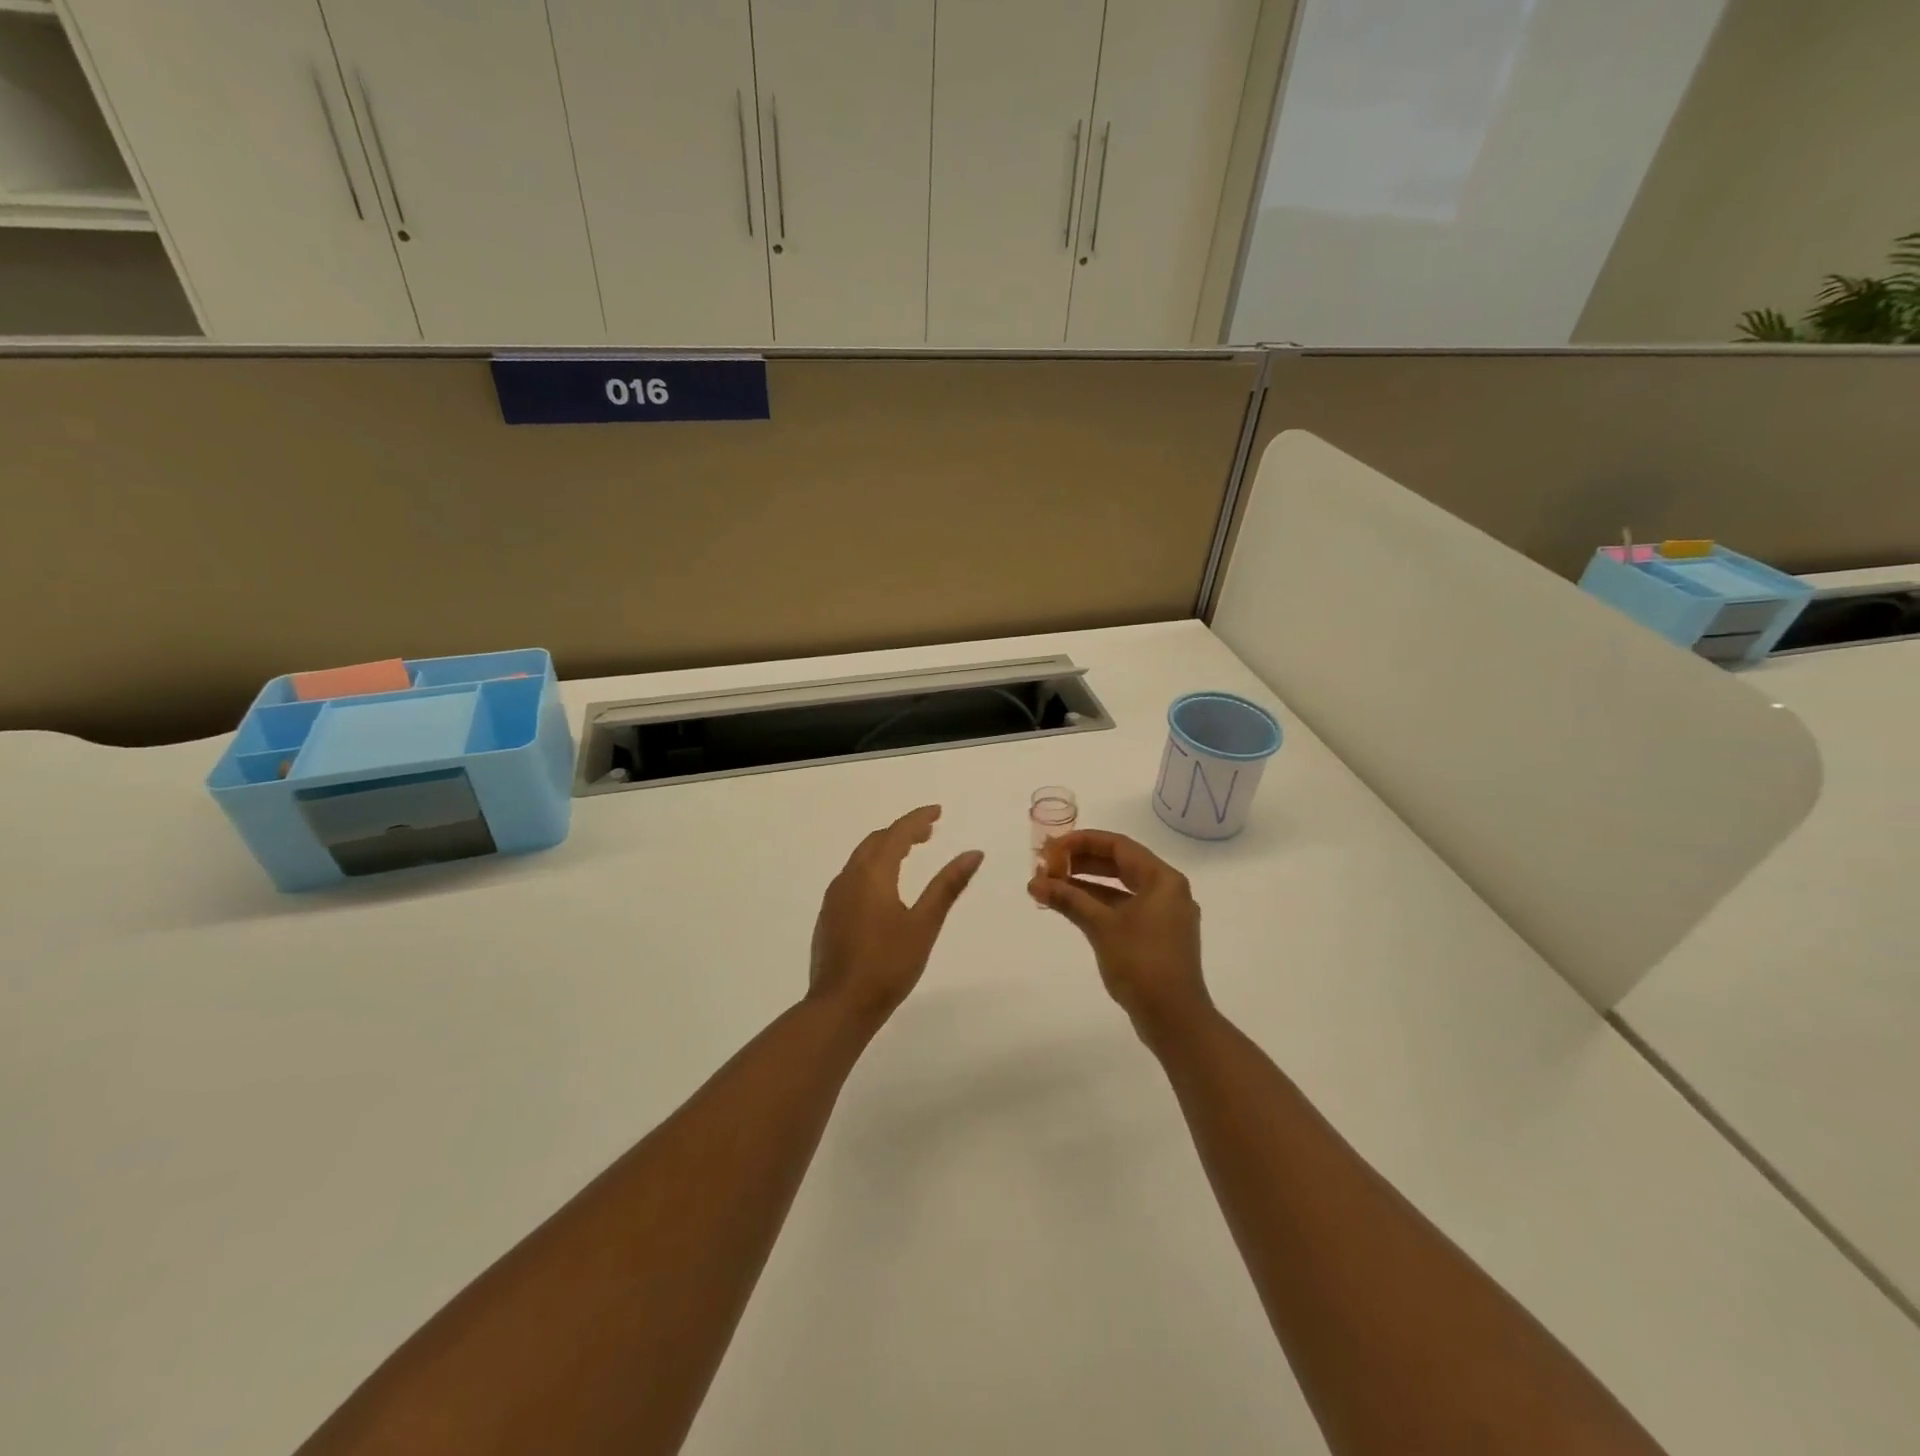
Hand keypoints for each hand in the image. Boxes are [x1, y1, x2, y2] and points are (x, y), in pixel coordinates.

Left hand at [808, 805, 983, 1029]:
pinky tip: (884, 887)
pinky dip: (872, 868)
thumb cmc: (888, 965)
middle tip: (929, 832)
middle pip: (876, 841)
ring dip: (886, 849)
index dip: (918, 818)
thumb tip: (973, 853)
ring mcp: (835, 897)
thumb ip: (947, 886)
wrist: (840, 1006)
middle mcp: (849, 878)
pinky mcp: (829, 915)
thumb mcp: (924, 924)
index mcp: (872, 874)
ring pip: (861, 858)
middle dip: (902, 832)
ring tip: (910, 853)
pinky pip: (852, 876)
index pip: (897, 833)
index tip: (938, 812)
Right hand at [1029, 829, 1210, 1041]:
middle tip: (1047, 865)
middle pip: (1120, 864)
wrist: (1174, 1018)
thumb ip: (1068, 899)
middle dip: (1081, 863)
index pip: (1118, 845)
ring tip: (1050, 885)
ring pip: (1120, 888)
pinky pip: (1124, 908)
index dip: (1082, 841)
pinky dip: (1098, 905)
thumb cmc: (1141, 963)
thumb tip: (1035, 883)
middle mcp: (1167, 890)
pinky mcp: (1157, 936)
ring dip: (1086, 885)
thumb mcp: (1101, 926)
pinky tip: (1071, 907)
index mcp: (1163, 879)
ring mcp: (1164, 915)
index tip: (1052, 847)